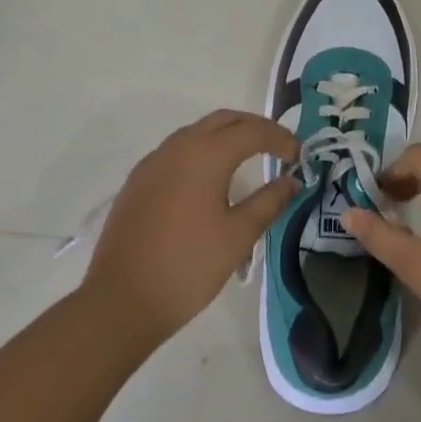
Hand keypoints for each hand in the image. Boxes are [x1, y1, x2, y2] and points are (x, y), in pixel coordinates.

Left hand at [84, 110, 297, 346]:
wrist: (121, 301)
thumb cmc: (188, 267)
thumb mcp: (238, 236)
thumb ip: (268, 202)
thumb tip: (291, 180)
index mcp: (206, 154)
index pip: (252, 131)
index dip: (280, 138)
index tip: (299, 155)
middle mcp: (178, 146)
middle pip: (224, 120)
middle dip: (254, 127)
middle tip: (279, 146)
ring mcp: (154, 161)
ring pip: (198, 131)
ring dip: (227, 135)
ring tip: (250, 157)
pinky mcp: (139, 180)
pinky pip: (178, 150)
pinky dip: (203, 150)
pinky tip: (211, 178)